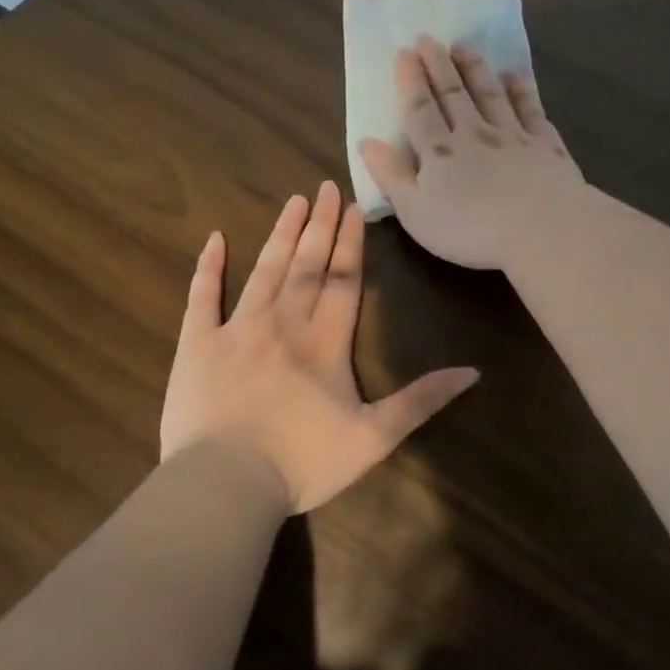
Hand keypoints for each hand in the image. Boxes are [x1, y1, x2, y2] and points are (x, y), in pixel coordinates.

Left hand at [160, 181, 479, 513]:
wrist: (226, 482)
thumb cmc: (303, 462)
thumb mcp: (374, 437)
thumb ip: (421, 400)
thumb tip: (472, 372)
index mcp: (325, 341)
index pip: (344, 279)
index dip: (351, 242)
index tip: (355, 207)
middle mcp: (284, 322)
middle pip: (307, 264)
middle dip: (320, 225)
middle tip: (326, 187)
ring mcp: (237, 329)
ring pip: (264, 271)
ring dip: (280, 234)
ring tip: (293, 201)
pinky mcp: (197, 344)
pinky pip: (201, 297)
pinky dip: (207, 268)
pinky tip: (213, 239)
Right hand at [359, 36, 585, 270]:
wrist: (542, 228)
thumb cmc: (470, 229)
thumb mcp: (416, 212)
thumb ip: (392, 176)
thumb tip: (367, 142)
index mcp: (439, 152)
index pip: (420, 110)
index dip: (410, 81)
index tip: (404, 52)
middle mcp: (474, 134)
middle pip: (453, 95)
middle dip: (439, 65)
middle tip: (429, 38)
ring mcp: (513, 136)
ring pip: (490, 94)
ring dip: (476, 69)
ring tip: (465, 47)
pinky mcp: (546, 146)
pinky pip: (531, 110)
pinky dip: (522, 90)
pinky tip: (516, 76)